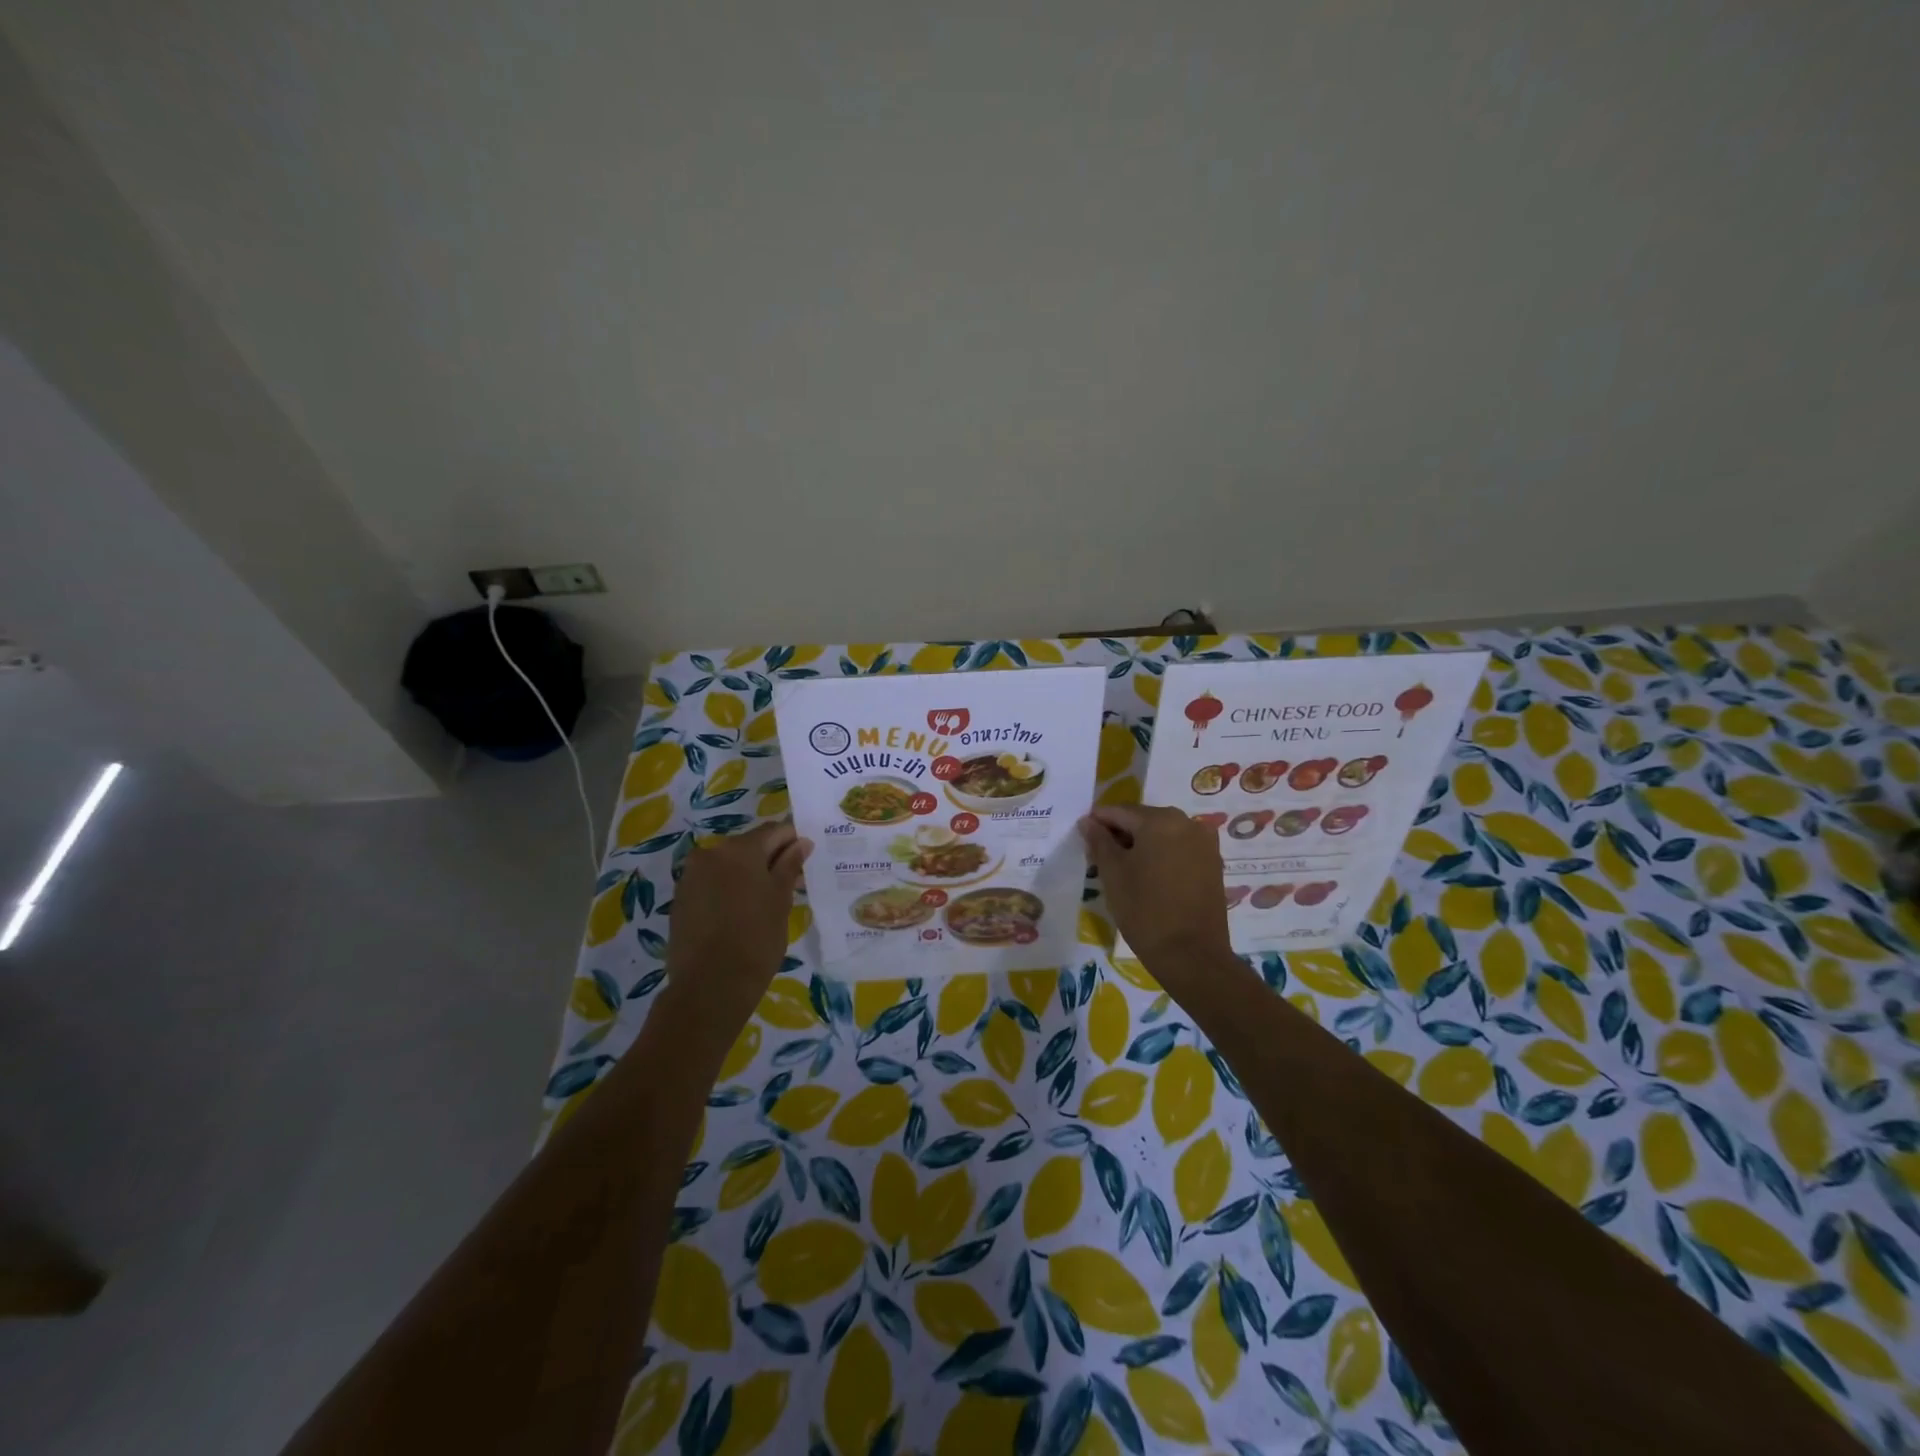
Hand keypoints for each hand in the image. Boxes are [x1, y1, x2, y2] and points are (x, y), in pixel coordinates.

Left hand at [660, 822, 811, 1041]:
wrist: (710, 986)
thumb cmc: (756, 939)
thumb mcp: (781, 900)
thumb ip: (790, 866)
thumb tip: (802, 843)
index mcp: (740, 849)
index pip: (774, 831)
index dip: (793, 841)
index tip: (807, 859)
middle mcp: (711, 853)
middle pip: (749, 846)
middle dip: (771, 859)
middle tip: (792, 884)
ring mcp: (691, 877)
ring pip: (729, 865)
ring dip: (749, 875)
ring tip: (766, 902)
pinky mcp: (681, 900)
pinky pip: (712, 884)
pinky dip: (729, 890)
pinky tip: (741, 914)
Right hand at [1082, 805, 1234, 984]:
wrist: (1191, 955)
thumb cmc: (1144, 910)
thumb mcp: (1112, 874)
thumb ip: (1099, 841)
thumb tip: (1088, 821)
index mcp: (1160, 820)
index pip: (1120, 811)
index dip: (1098, 822)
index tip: (1083, 836)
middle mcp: (1187, 823)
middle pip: (1143, 819)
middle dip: (1121, 833)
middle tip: (1100, 856)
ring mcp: (1205, 843)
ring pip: (1163, 834)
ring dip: (1142, 845)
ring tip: (1124, 869)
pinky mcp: (1213, 863)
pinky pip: (1180, 849)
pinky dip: (1162, 855)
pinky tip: (1149, 877)